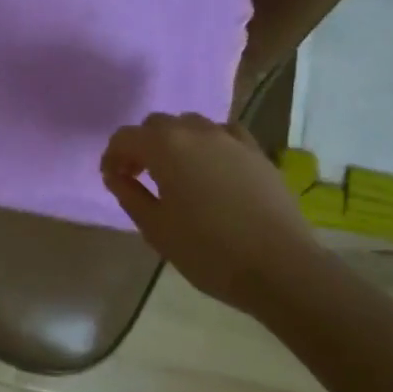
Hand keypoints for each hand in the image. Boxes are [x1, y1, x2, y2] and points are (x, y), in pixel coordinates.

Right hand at [101, 113, 316, 303]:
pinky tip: (212, 168)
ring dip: (175, 141)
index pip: (125, 137)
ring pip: (191, 125)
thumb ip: (129, 195)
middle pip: (157, 124)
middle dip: (142, 145)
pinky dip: (209, 143)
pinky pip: (224, 134)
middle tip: (139, 176)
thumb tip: (116, 176)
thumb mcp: (156, 228)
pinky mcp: (257, 152)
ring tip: (176, 173)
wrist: (279, 267)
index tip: (113, 180)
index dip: (113, 156)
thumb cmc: (208, 250)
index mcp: (164, 147)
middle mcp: (196, 131)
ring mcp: (230, 138)